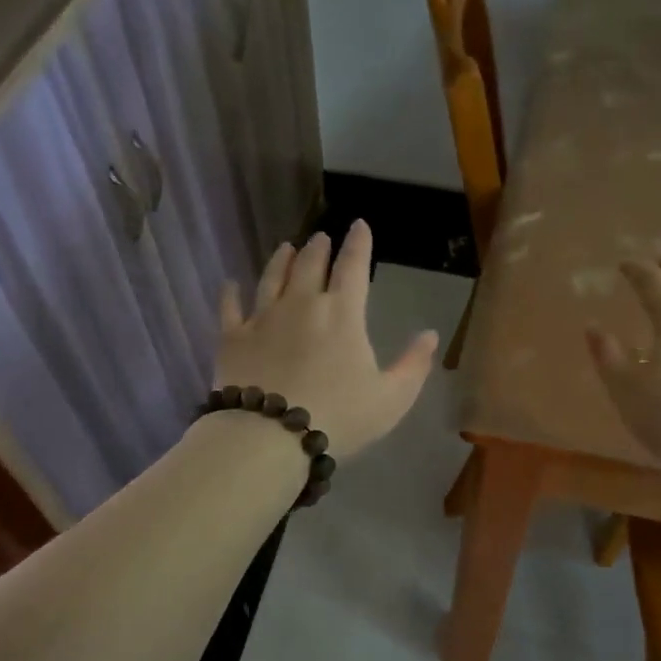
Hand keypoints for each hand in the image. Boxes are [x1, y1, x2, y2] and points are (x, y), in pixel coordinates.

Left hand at [214, 221, 437, 458]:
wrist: (270, 436)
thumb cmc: (339, 417)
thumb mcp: (392, 398)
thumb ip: (414, 365)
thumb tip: (430, 334)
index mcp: (342, 314)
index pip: (353, 266)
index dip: (358, 243)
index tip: (359, 225)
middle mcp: (301, 304)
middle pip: (309, 265)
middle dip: (318, 248)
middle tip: (321, 238)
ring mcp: (262, 318)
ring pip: (271, 278)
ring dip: (281, 260)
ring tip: (285, 247)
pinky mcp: (232, 338)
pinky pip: (230, 307)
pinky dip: (231, 293)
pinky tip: (231, 284)